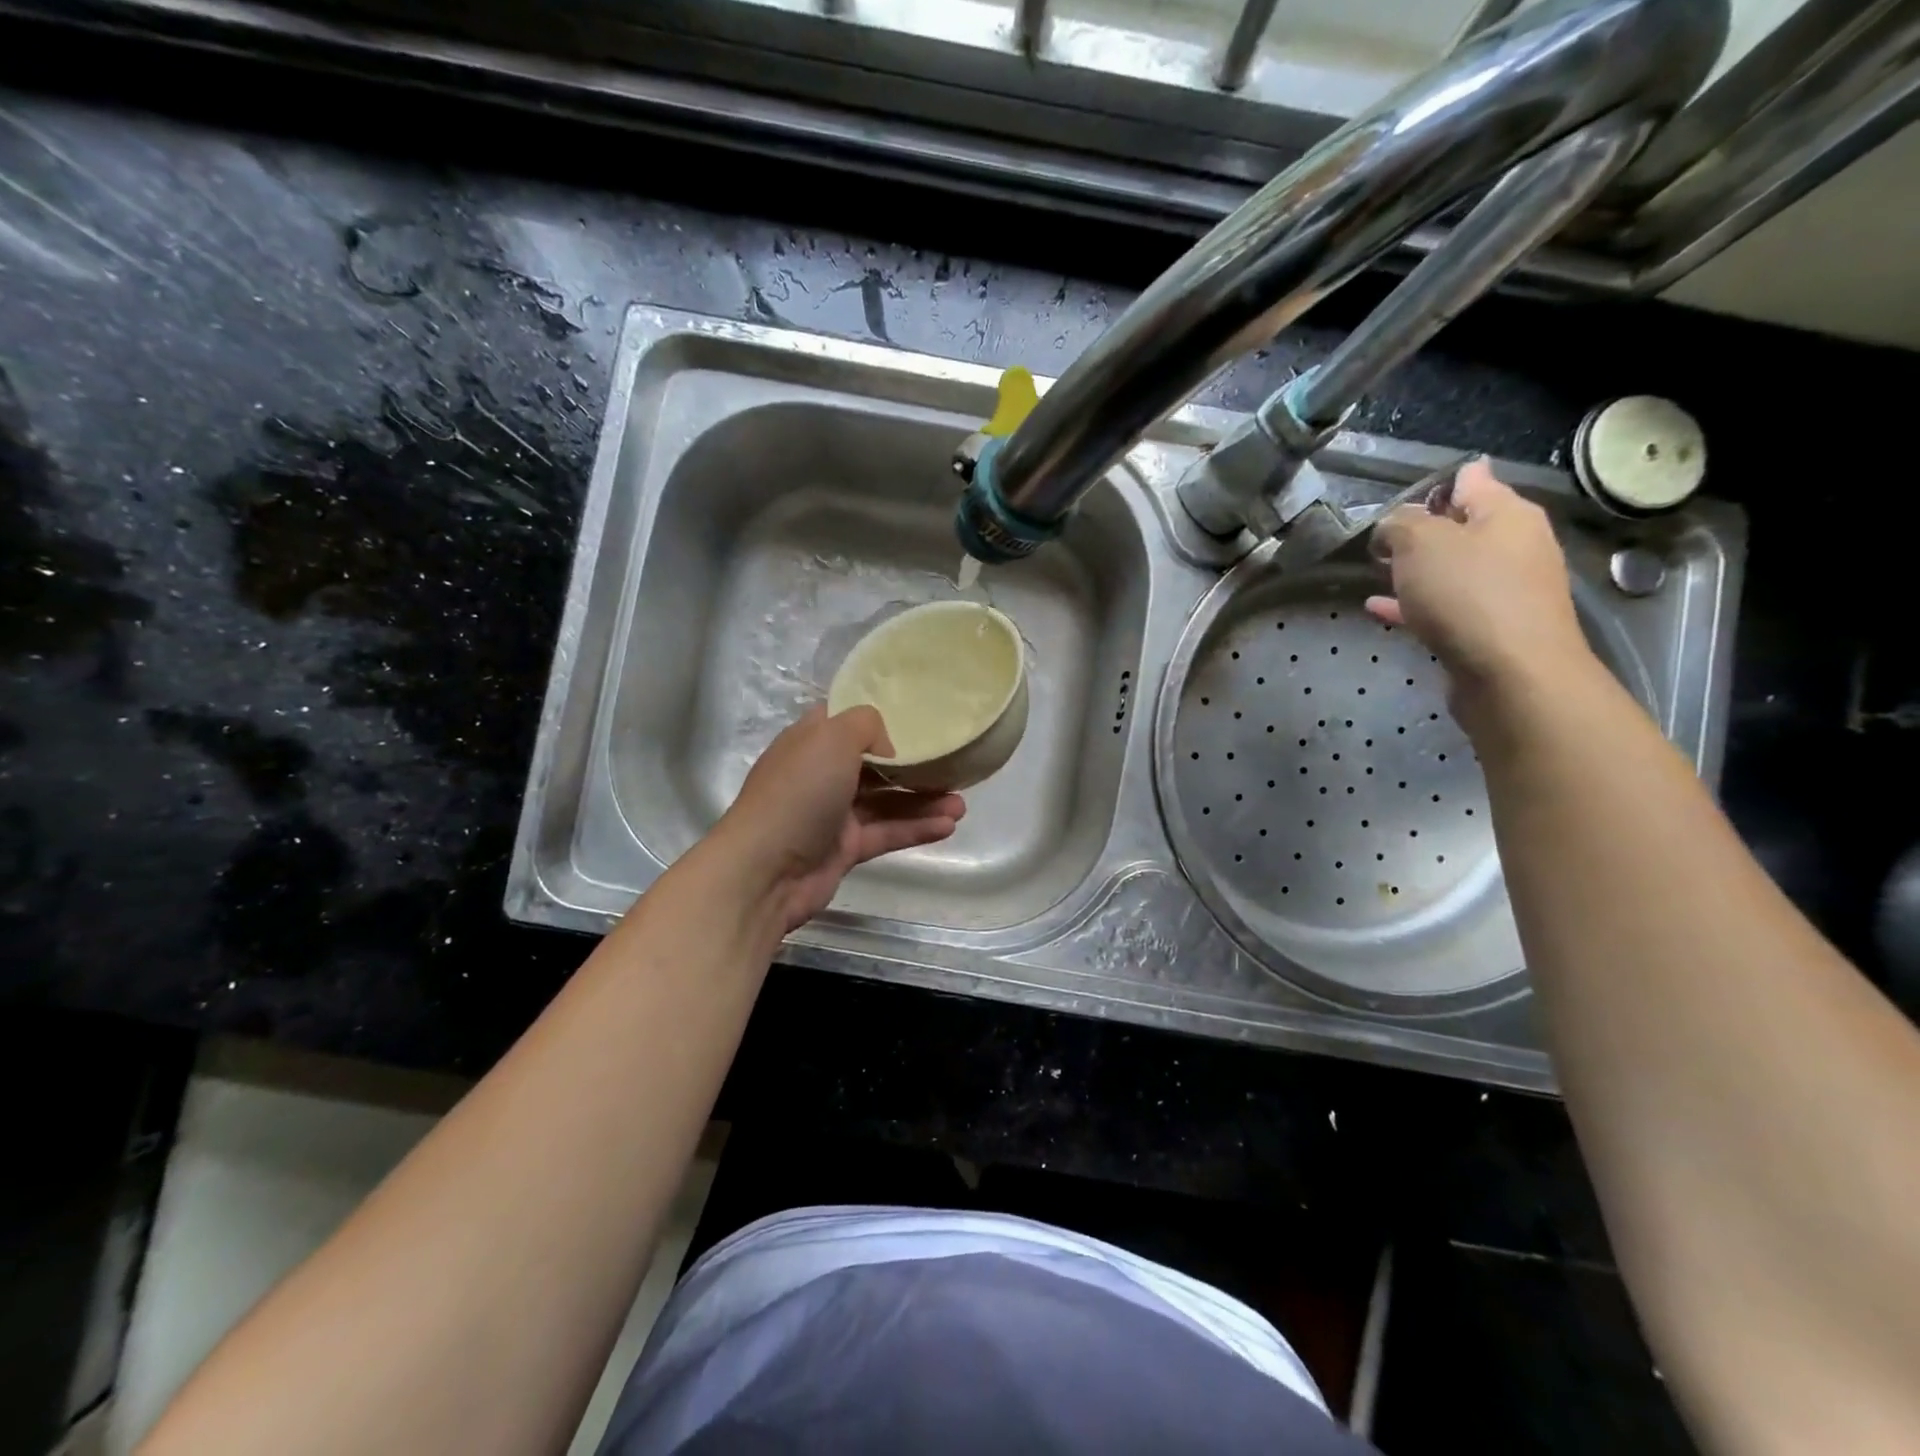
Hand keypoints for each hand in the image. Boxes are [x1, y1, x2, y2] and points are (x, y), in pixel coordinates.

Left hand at [714, 705, 964, 933]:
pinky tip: (948, 826)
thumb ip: (866, 726)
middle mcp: (821, 774)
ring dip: (923, 801)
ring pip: (886, 802)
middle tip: (952, 765)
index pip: (847, 721)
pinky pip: (886, 833)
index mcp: (811, 742)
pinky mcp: (844, 849)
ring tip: (962, 804)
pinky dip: (915, 829)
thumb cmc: (798, 793)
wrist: (765, 871)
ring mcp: (833, 814)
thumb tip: (887, 749)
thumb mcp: (831, 738)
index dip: (880, 717)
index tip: (918, 716)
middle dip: (913, 765)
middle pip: (874, 764)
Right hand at [1367, 459, 1597, 707]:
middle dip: (1422, 531)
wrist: (1511, 674)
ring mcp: (1506, 591)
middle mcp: (1515, 546)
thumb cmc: (1468, 594)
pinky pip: (1445, 606)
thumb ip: (1400, 524)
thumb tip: (1394, 523)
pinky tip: (1380, 610)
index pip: (1472, 479)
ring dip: (1417, 570)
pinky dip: (1415, 604)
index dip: (1435, 484)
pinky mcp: (1490, 629)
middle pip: (1462, 527)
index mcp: (1507, 513)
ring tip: (1376, 573)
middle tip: (1380, 540)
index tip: (1398, 500)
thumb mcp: (1421, 543)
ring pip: (1452, 570)